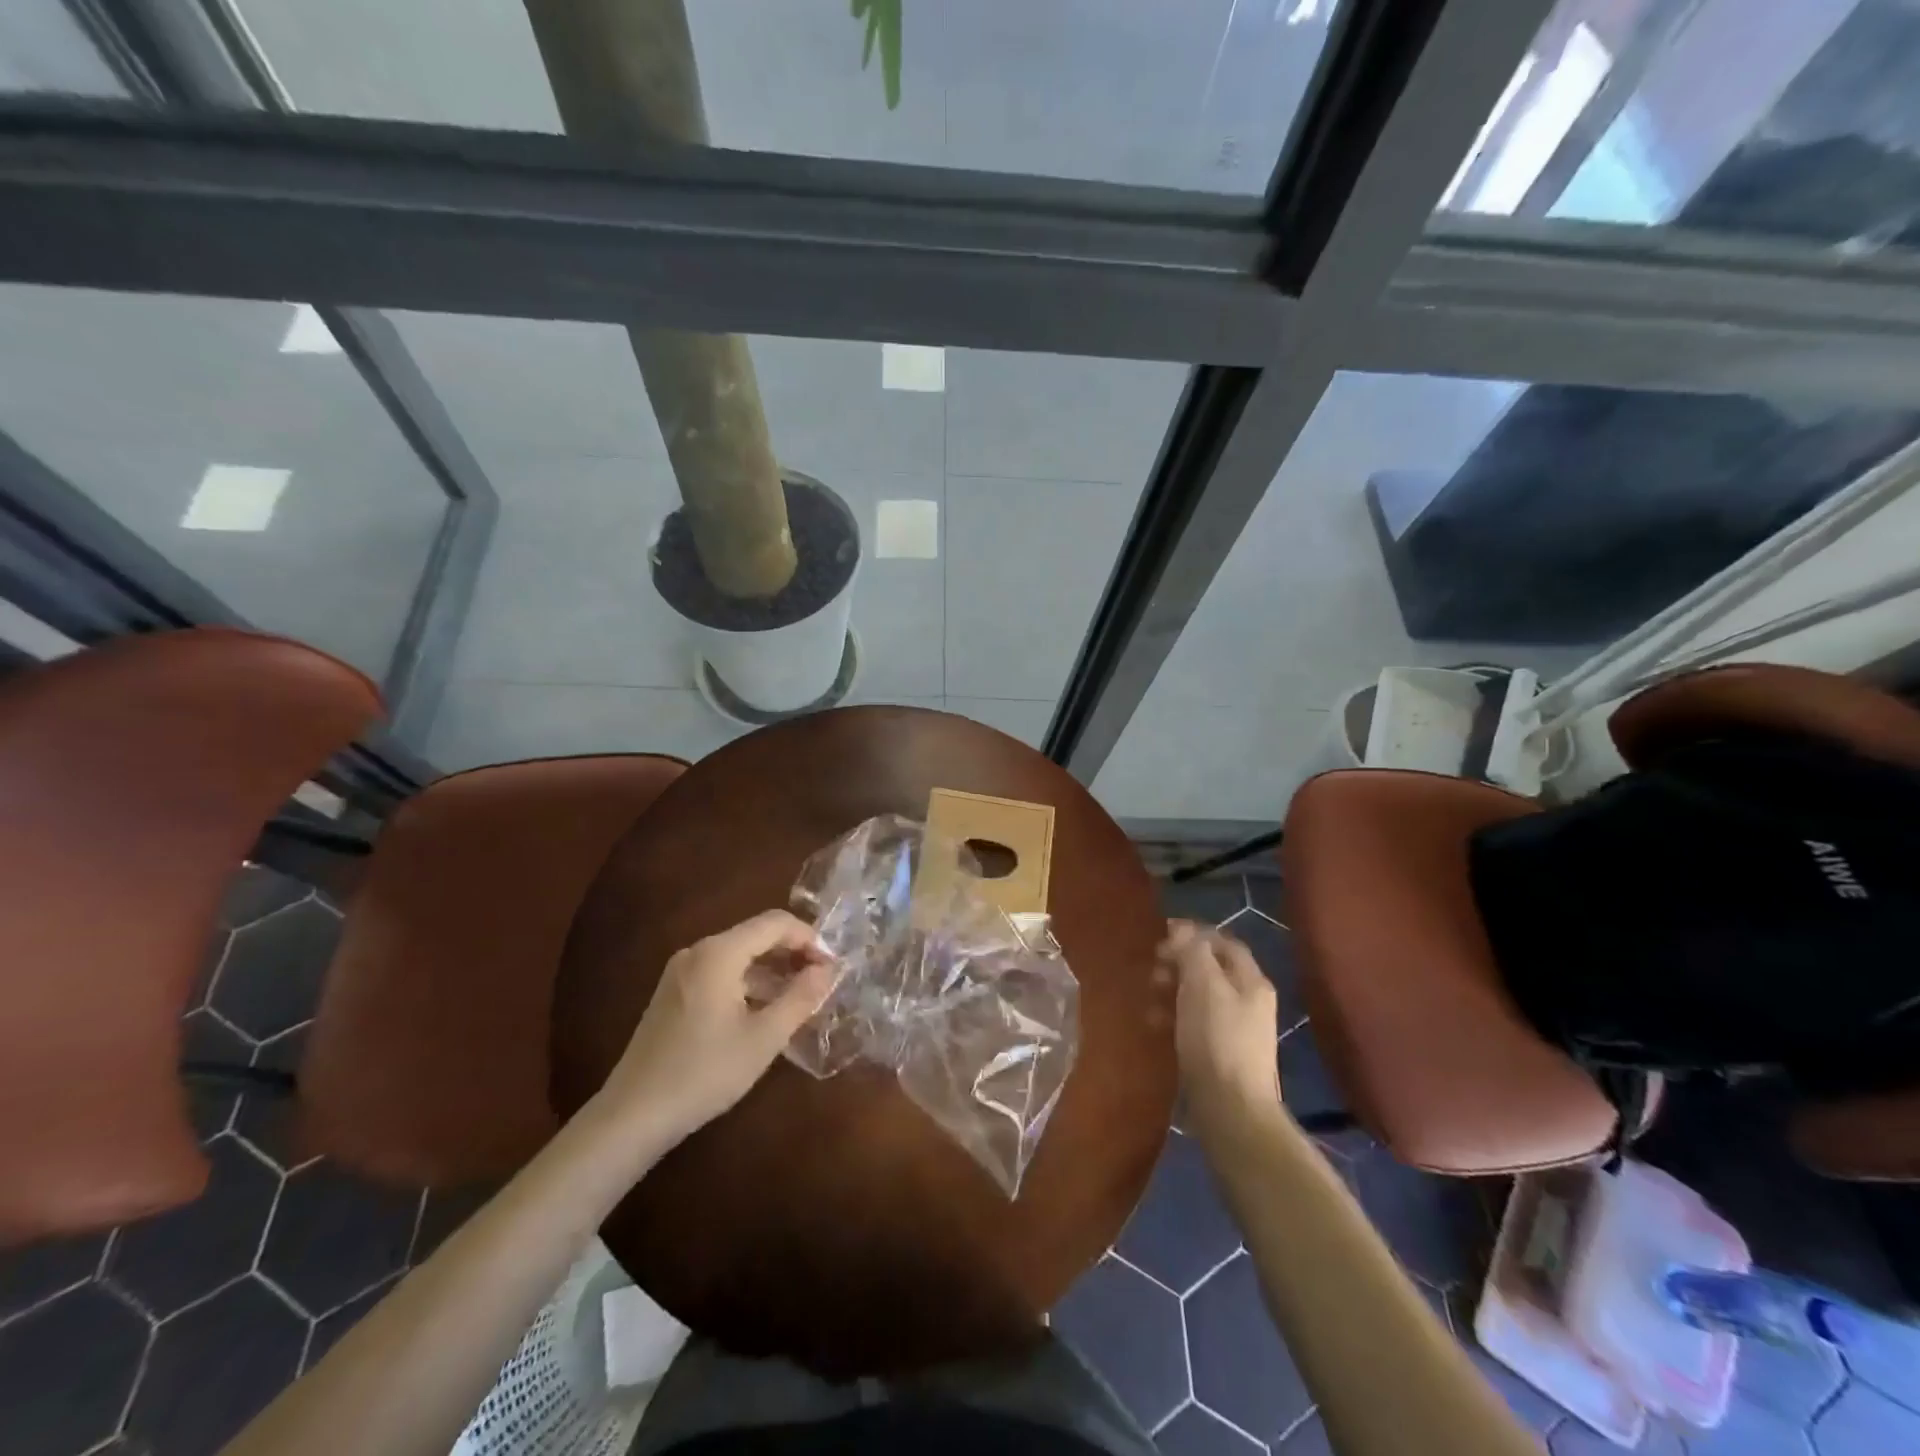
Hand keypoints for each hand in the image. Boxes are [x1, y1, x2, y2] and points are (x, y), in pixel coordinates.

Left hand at [589, 910, 837, 1150]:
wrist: (633, 1115)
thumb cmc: (704, 1073)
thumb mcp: (764, 1038)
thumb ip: (801, 998)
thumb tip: (828, 970)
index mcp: (719, 953)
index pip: (775, 923)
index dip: (809, 938)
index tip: (832, 967)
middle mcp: (698, 951)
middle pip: (757, 935)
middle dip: (793, 953)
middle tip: (822, 982)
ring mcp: (681, 971)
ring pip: (739, 956)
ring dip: (773, 970)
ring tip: (800, 999)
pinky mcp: (673, 993)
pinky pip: (722, 973)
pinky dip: (749, 983)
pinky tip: (765, 1011)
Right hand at [1159, 920, 1281, 1122]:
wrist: (1231, 1111)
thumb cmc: (1216, 1040)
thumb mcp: (1202, 985)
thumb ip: (1192, 952)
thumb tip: (1181, 930)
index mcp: (1251, 981)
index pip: (1223, 942)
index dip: (1193, 934)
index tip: (1160, 936)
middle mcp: (1249, 1002)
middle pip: (1211, 969)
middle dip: (1179, 963)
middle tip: (1152, 969)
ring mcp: (1237, 1030)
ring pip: (1199, 996)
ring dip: (1172, 990)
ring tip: (1149, 997)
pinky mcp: (1221, 1055)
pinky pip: (1194, 1024)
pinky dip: (1174, 1017)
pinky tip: (1155, 1025)